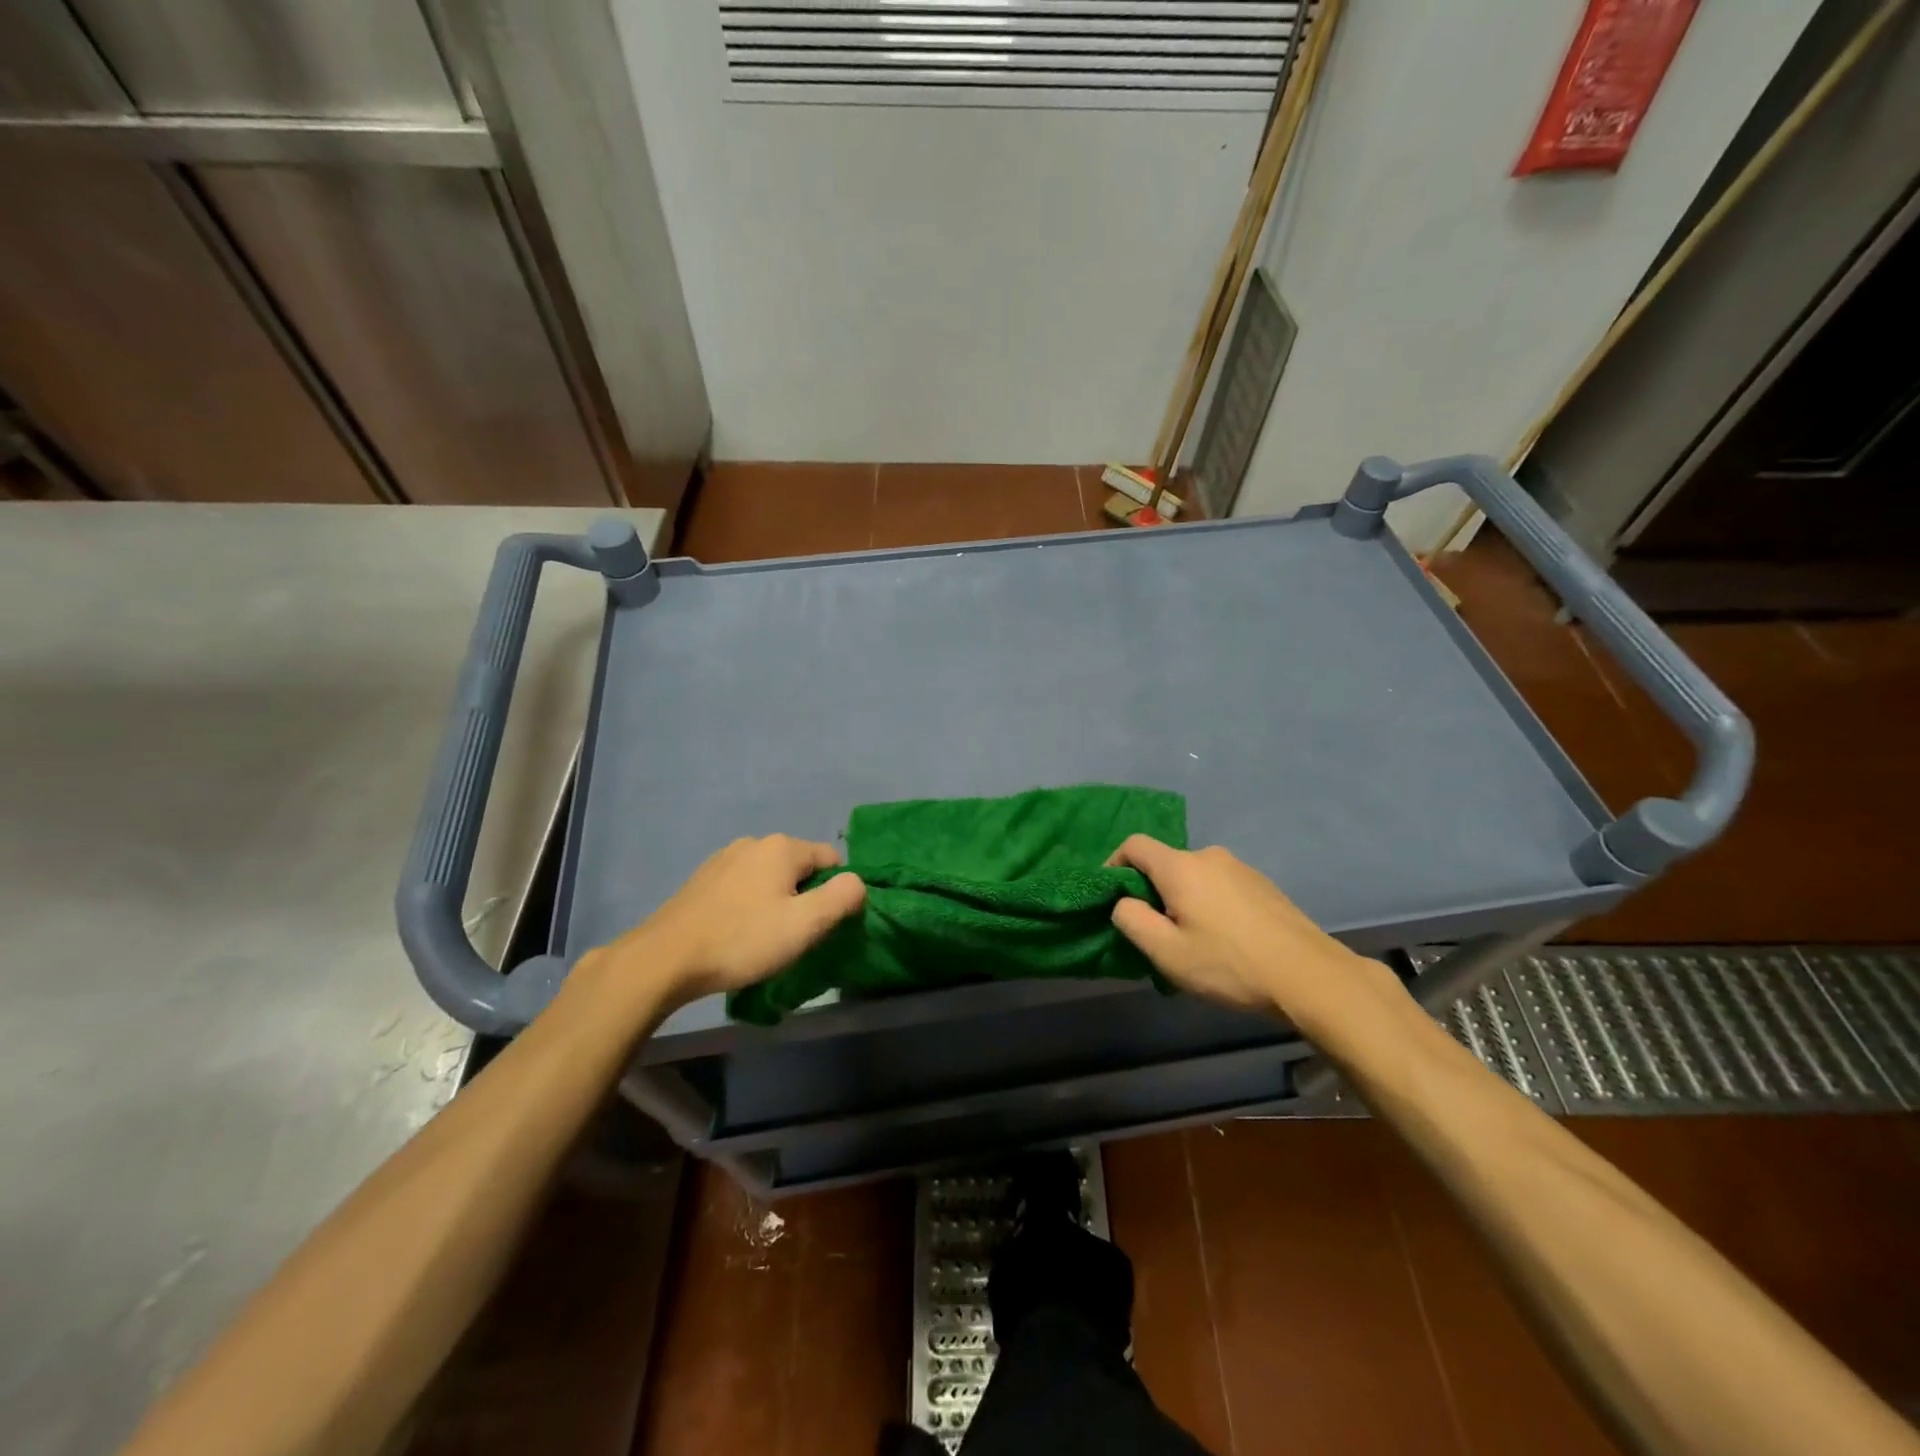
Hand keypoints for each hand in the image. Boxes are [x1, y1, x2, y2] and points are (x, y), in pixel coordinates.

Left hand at [585, 835, 865, 1008]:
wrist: (665, 959)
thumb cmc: (742, 940)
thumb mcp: (805, 924)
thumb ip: (842, 898)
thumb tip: (857, 882)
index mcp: (782, 847)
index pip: (831, 859)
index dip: (836, 891)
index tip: (823, 925)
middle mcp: (754, 842)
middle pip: (799, 867)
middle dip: (804, 897)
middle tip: (795, 937)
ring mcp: (724, 859)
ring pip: (769, 877)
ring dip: (776, 902)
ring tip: (764, 939)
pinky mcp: (702, 879)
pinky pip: (743, 886)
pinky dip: (749, 905)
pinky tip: (736, 934)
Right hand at [1107, 835, 1383, 1031]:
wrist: (1310, 976)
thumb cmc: (1229, 964)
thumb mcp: (1167, 952)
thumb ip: (1132, 921)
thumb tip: (1123, 903)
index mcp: (1181, 867)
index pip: (1134, 845)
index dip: (1113, 864)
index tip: (1112, 897)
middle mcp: (1209, 856)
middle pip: (1165, 863)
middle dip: (1151, 891)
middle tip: (1154, 932)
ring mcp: (1240, 868)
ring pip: (1194, 877)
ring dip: (1182, 900)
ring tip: (1191, 941)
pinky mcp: (1262, 885)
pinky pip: (1220, 886)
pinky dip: (1209, 904)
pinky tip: (1223, 940)